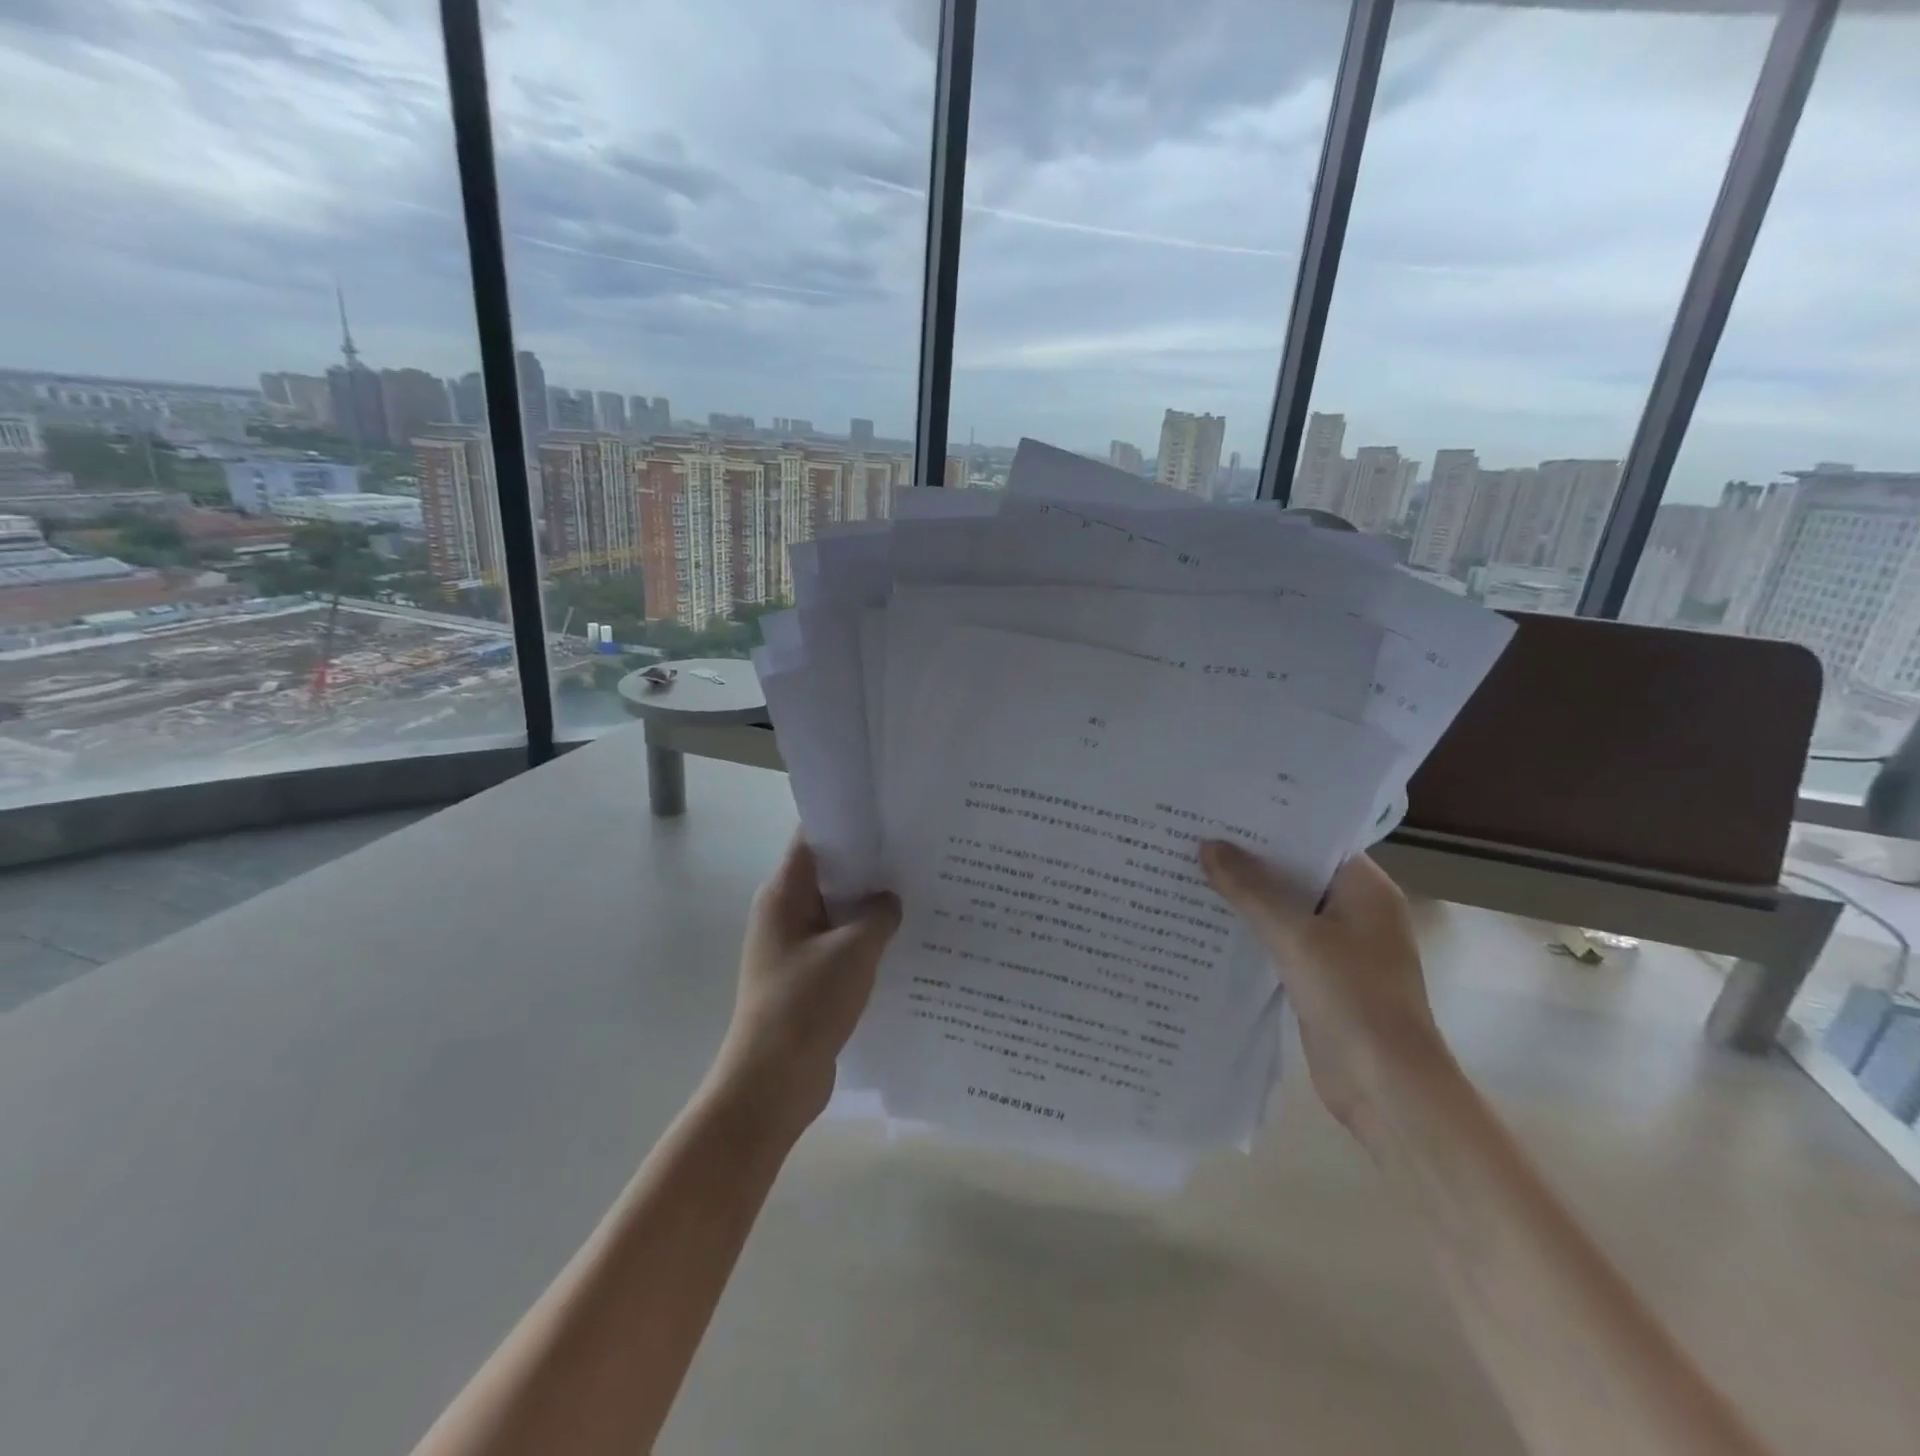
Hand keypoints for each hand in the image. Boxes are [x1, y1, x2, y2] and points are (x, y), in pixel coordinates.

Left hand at [711, 835, 901, 1138]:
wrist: (772, 1083)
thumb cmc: (806, 1005)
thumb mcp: (853, 951)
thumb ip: (878, 915)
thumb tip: (890, 900)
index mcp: (784, 894)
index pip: (814, 839)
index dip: (850, 823)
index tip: (892, 816)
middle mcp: (784, 913)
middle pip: (829, 873)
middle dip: (870, 865)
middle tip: (917, 854)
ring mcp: (794, 946)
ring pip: (838, 911)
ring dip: (871, 906)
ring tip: (920, 893)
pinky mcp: (806, 976)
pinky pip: (840, 944)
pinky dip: (866, 939)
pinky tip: (904, 941)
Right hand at [1200, 841, 1452, 1145]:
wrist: (1386, 1088)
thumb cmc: (1353, 999)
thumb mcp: (1296, 936)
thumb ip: (1251, 890)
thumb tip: (1208, 845)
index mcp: (1365, 889)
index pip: (1315, 839)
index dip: (1271, 823)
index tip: (1223, 809)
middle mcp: (1355, 910)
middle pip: (1296, 872)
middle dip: (1250, 858)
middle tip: (1195, 834)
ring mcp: (1339, 945)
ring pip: (1284, 907)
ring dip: (1246, 895)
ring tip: (1191, 868)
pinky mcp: (1319, 976)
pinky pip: (1280, 939)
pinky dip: (1251, 930)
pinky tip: (1208, 921)